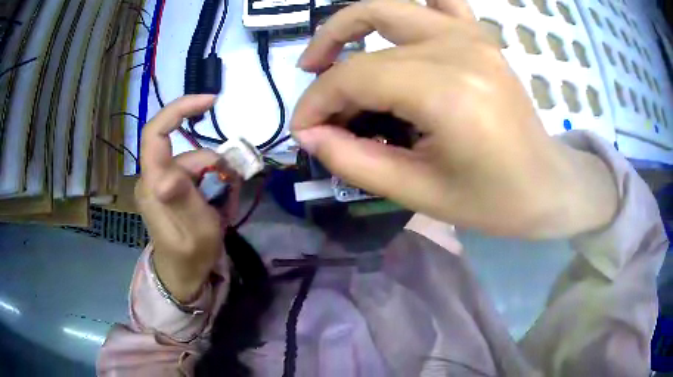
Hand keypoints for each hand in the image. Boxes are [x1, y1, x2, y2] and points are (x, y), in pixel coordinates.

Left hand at [136, 95, 238, 301]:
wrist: (184, 276)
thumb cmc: (190, 257)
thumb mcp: (194, 232)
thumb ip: (182, 200)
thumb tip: (166, 172)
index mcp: (153, 184)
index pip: (155, 133)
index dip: (179, 109)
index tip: (211, 102)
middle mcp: (154, 177)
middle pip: (188, 151)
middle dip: (215, 167)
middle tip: (231, 193)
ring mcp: (163, 183)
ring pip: (197, 163)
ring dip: (217, 180)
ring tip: (225, 206)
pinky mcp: (172, 188)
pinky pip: (196, 175)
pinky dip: (213, 185)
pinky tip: (218, 205)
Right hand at [291, 0, 617, 238]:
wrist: (547, 185)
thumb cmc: (492, 200)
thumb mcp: (419, 193)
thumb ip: (354, 161)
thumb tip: (308, 134)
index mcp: (447, 91)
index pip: (355, 77)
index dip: (317, 101)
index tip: (302, 129)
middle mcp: (458, 47)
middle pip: (368, 37)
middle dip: (327, 66)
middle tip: (312, 89)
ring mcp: (472, 34)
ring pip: (392, 5)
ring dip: (352, 24)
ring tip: (333, 54)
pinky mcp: (480, 35)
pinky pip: (439, 1)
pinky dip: (406, 10)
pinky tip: (393, 32)